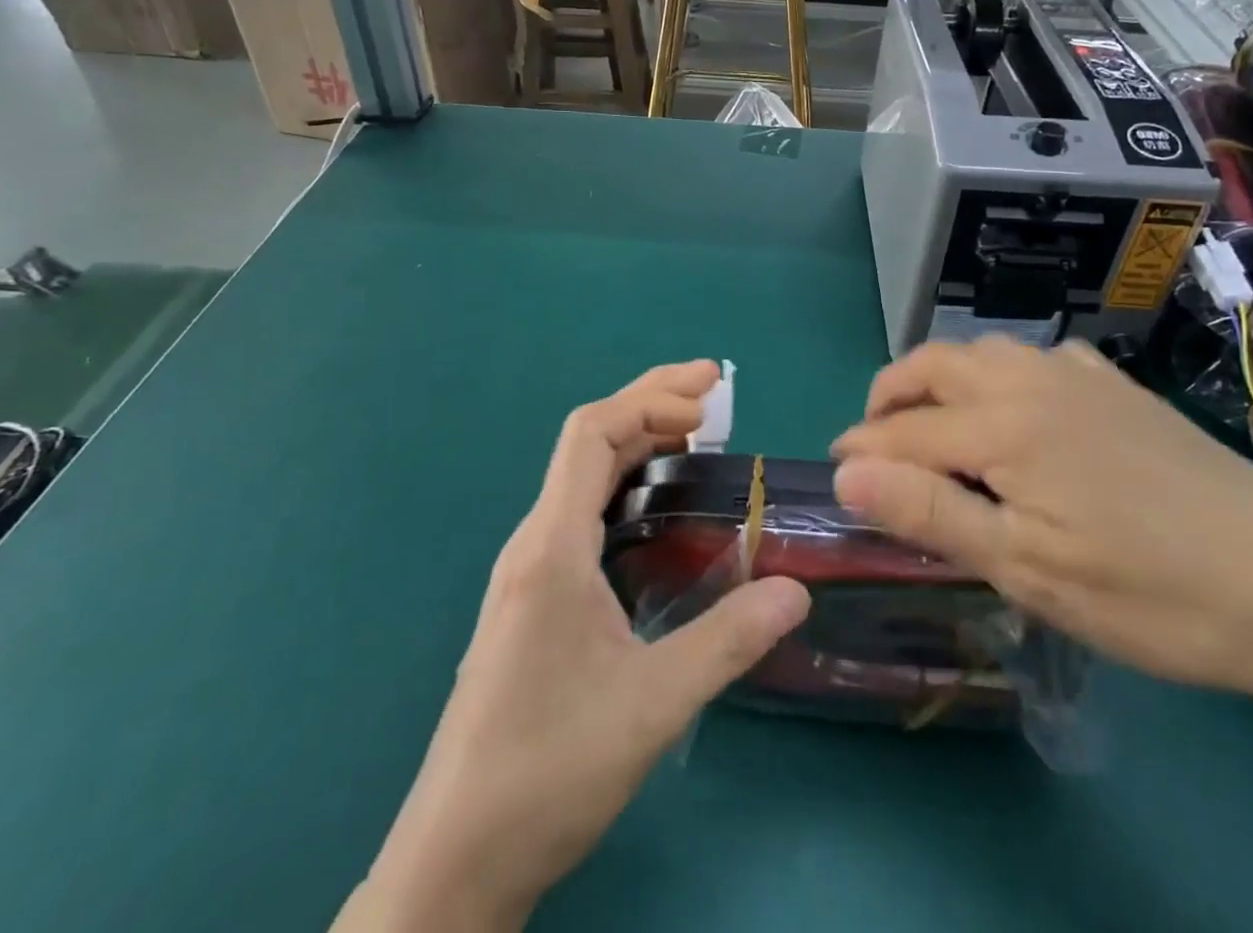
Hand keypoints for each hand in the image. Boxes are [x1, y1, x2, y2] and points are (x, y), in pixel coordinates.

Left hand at [350, 363, 809, 930]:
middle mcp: (535, 542)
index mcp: (552, 546)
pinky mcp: (533, 598)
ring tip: (697, 437)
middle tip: (715, 393)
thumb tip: (798, 590)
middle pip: (589, 442)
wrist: (454, 859)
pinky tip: (659, 510)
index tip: (710, 397)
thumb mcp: (652, 705)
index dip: (650, 400)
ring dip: (638, 442)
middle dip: (651, 404)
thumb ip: (728, 640)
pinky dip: (626, 483)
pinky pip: (582, 512)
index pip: (593, 434)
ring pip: (584, 477)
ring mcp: (529, 571)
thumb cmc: (548, 770)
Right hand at [830, 338, 1252, 705]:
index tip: (833, 476)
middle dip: (889, 396)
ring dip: (940, 379)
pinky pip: (1036, 358)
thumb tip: (845, 477)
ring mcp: (1079, 377)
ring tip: (932, 425)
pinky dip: (1001, 374)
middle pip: (933, 366)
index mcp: (1003, 425)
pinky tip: (1018, 408)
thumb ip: (929, 514)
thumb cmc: (1151, 594)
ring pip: (982, 352)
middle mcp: (1030, 380)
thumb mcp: (1028, 569)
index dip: (861, 453)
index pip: (904, 431)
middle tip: (873, 444)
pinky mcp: (1118, 388)